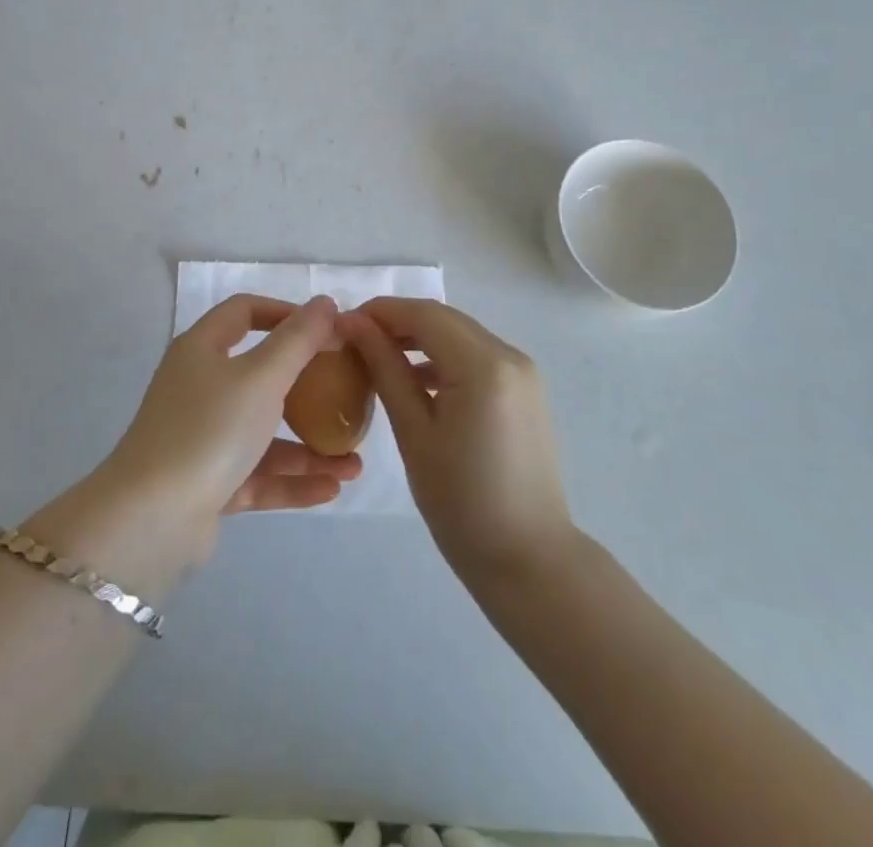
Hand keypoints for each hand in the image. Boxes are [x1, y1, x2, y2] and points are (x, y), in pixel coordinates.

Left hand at [99, 294, 362, 560]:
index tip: (327, 328)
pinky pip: (258, 474)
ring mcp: (202, 437)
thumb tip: (325, 303)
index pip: (244, 313)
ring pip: (264, 433)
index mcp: (201, 350)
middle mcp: (199, 388)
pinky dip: (292, 480)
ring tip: (355, 463)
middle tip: (348, 394)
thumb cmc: (209, 429)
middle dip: (308, 388)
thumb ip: (298, 340)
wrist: (151, 520)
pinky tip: (333, 488)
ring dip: (309, 446)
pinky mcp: (207, 483)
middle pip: (260, 376)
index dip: (285, 313)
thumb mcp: (261, 377)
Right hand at [342, 298, 572, 580]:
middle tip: (355, 341)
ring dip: (421, 338)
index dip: (381, 312)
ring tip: (379, 358)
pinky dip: (445, 358)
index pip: (424, 314)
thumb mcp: (414, 433)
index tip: (342, 325)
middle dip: (398, 322)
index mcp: (483, 365)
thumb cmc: (462, 503)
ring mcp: (523, 372)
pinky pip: (478, 357)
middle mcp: (510, 355)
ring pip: (461, 335)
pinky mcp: (526, 391)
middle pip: (444, 319)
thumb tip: (354, 325)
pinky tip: (417, 381)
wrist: (530, 561)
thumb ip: (386, 370)